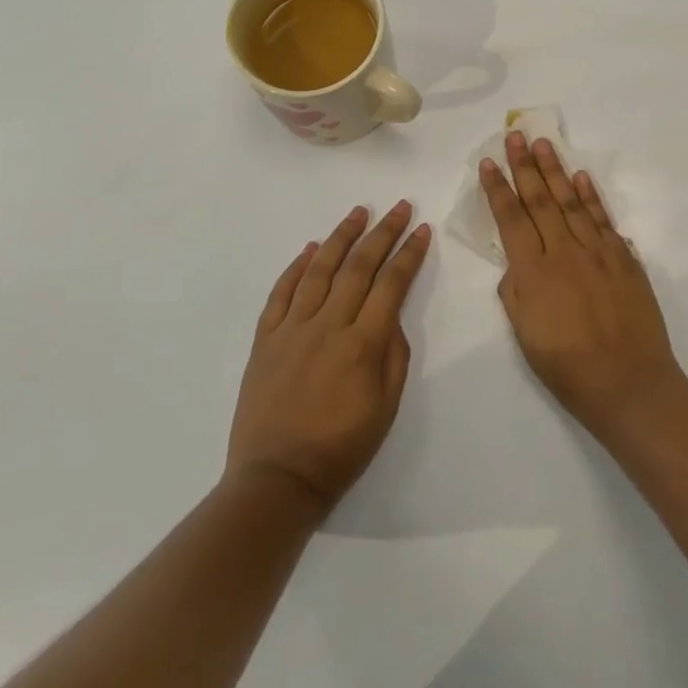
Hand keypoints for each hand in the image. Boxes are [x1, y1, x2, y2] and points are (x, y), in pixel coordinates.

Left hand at [226, 202, 431, 513]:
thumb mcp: (386, 408)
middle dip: (383, 233)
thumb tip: (391, 317)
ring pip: (320, 270)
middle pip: (359, 267)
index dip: (410, 254)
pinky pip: (281, 292)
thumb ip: (394, 355)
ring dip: (342, 237)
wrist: (276, 480)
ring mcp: (293, 328)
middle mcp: (328, 325)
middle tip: (399, 207)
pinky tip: (311, 248)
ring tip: (359, 212)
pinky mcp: (265, 338)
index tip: (422, 230)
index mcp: (362, 344)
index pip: (392, 284)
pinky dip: (297, 267)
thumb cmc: (340, 449)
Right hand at [482, 133, 686, 444]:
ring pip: (571, 200)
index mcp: (534, 272)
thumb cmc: (569, 369)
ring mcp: (597, 251)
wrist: (631, 385)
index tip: (488, 162)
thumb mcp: (525, 337)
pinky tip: (581, 177)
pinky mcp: (624, 258)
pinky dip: (591, 196)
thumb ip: (515, 292)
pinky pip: (602, 219)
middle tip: (514, 135)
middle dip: (524, 165)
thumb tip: (516, 262)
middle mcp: (564, 251)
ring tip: (543, 142)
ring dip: (555, 169)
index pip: (511, 218)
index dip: (497, 188)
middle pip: (539, 199)